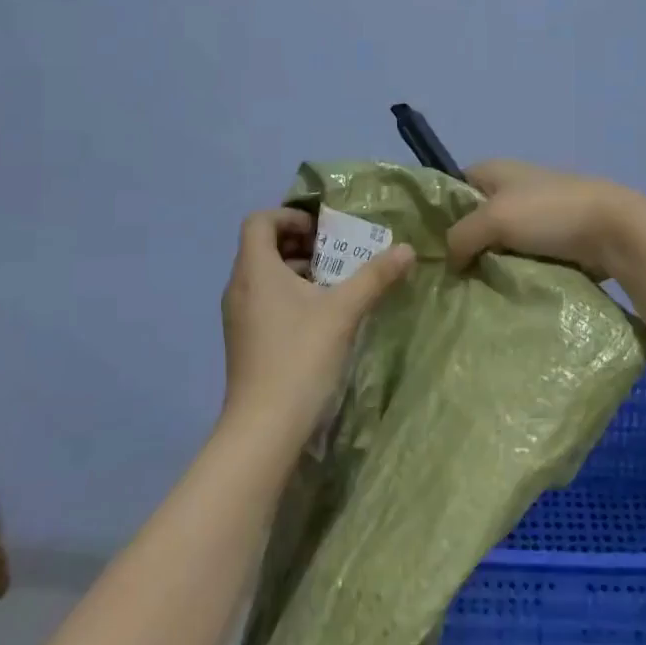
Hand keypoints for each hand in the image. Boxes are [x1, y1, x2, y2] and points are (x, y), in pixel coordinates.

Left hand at [218, 208, 414, 457]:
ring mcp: (238, 317)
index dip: (289, 216)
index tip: (322, 230)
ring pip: (264, 276)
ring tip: (334, 282)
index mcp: (254, 270)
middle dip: (300, 243)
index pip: (259, 221)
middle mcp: (239, 287)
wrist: (264, 428)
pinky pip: (263, 300)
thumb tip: (407, 249)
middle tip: (336, 252)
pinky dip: (288, 295)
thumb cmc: (300, 356)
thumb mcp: (344, 311)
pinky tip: (320, 316)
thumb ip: (375, 276)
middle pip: (261, 247)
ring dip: (297, 270)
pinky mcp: (244, 341)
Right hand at [445, 160, 642, 280]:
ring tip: (467, 289)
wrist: (613, 230)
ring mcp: (534, 214)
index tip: (424, 246)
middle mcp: (511, 187)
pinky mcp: (552, 239)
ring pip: (497, 240)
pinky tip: (497, 291)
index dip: (438, 212)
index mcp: (495, 169)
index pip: (452, 186)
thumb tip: (450, 259)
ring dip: (487, 261)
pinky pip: (520, 256)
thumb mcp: (494, 219)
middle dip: (462, 243)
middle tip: (443, 276)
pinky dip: (511, 270)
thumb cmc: (549, 213)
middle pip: (474, 217)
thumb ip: (461, 235)